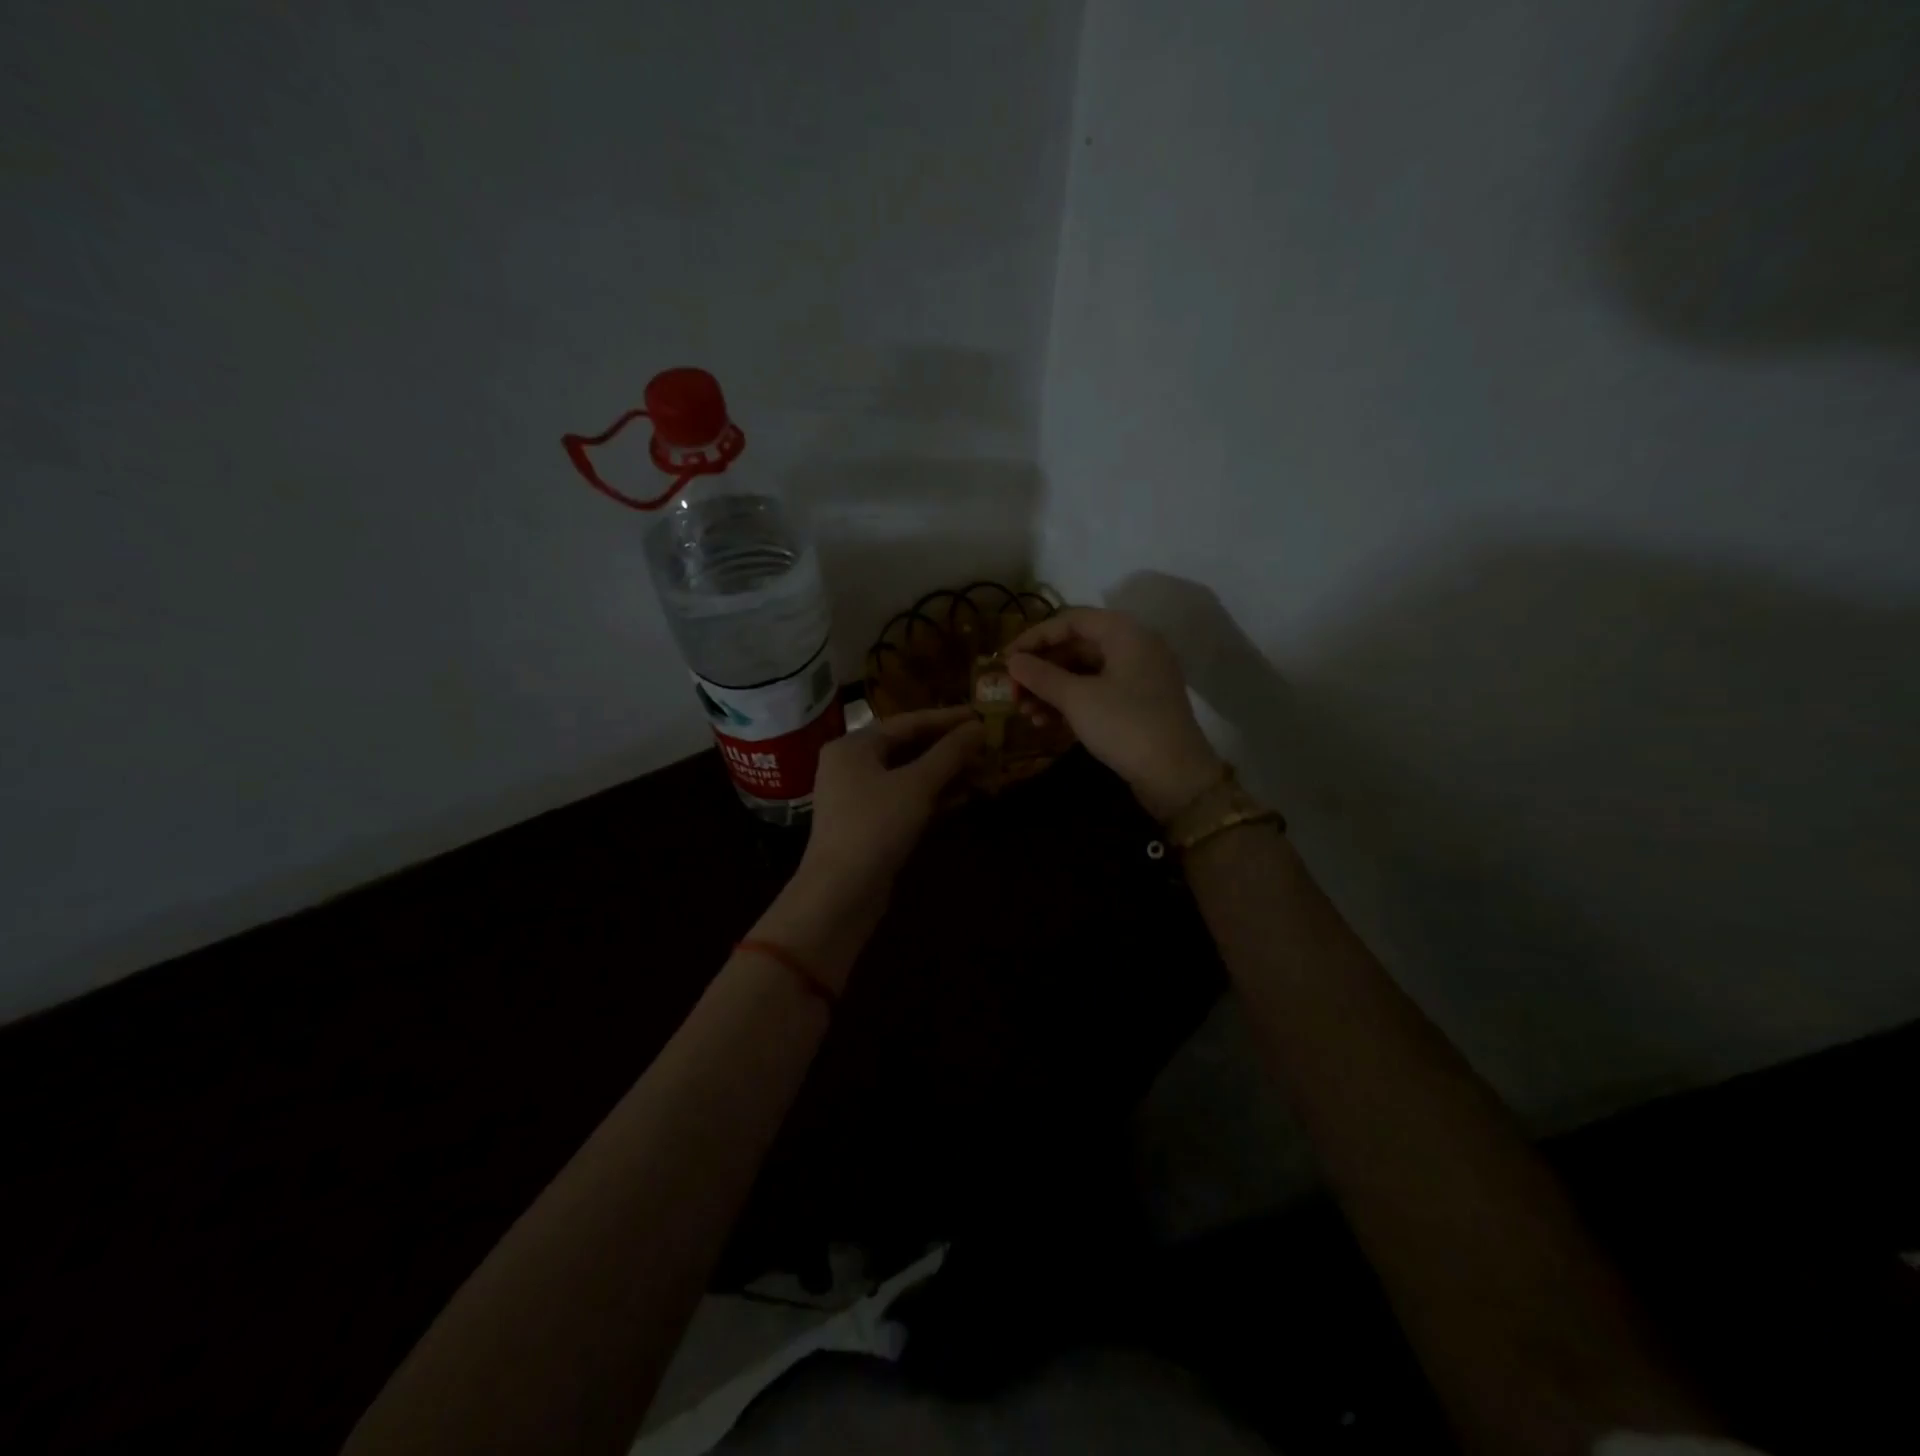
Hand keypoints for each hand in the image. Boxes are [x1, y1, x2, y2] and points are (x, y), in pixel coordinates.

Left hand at [801, 706, 983, 896]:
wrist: (840, 893)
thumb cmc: (875, 826)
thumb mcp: (917, 785)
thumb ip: (949, 754)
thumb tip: (979, 727)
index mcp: (853, 746)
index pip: (907, 722)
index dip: (947, 719)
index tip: (981, 715)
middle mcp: (851, 766)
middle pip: (907, 748)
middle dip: (949, 749)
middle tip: (987, 746)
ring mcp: (858, 798)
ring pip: (909, 776)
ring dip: (946, 774)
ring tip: (985, 771)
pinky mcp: (869, 825)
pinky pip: (905, 800)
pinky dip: (933, 797)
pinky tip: (964, 797)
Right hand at [1005, 609, 1222, 819]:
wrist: (1176, 776)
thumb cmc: (1124, 725)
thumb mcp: (1077, 699)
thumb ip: (1041, 675)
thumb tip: (1012, 661)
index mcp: (1124, 633)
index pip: (1070, 620)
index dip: (1034, 638)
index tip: (1005, 660)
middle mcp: (1134, 647)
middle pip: (1076, 647)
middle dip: (1041, 670)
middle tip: (1012, 693)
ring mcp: (1138, 677)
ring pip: (1084, 673)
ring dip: (1051, 690)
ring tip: (1025, 714)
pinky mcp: (1137, 705)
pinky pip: (1097, 693)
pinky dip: (1070, 704)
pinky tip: (1046, 724)